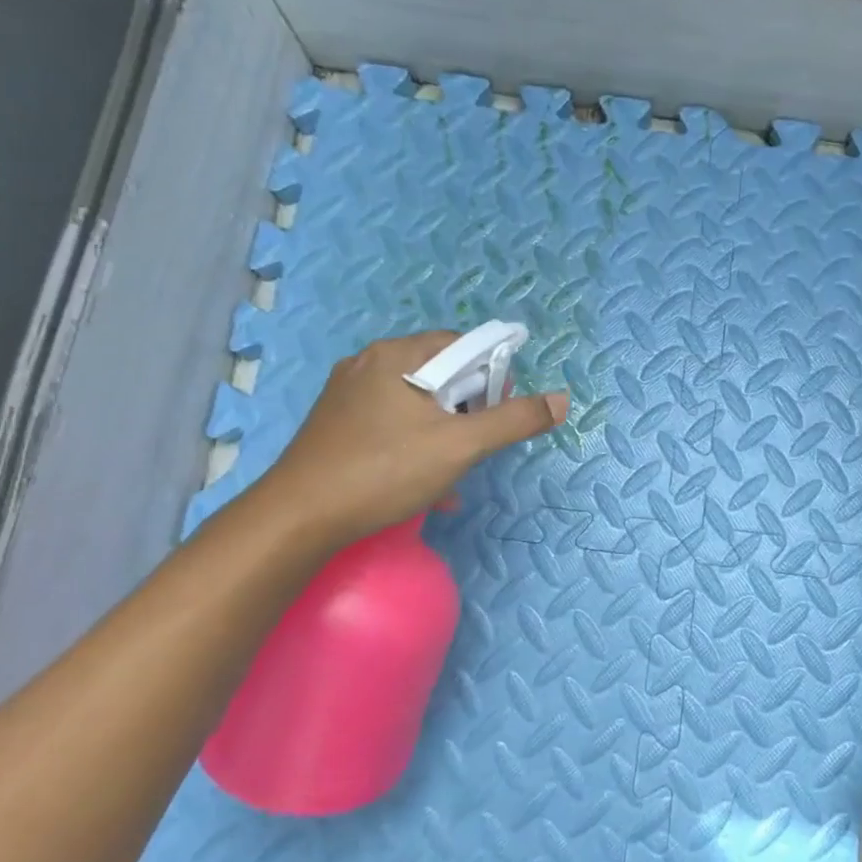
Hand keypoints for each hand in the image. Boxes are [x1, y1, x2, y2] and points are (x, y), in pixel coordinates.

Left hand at [247, 331, 568, 546]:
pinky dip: (415, 443)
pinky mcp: (335, 424)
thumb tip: (562, 400)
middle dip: (466, 409)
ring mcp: (347, 394)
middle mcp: (369, 363)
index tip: (497, 413)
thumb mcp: (460, 446)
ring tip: (453, 472)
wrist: (299, 517)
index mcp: (397, 354)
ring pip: (415, 403)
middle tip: (475, 445)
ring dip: (443, 432)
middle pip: (439, 373)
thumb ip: (513, 420)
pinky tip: (423, 483)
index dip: (490, 376)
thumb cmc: (384, 471)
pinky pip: (390, 422)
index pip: (463, 344)